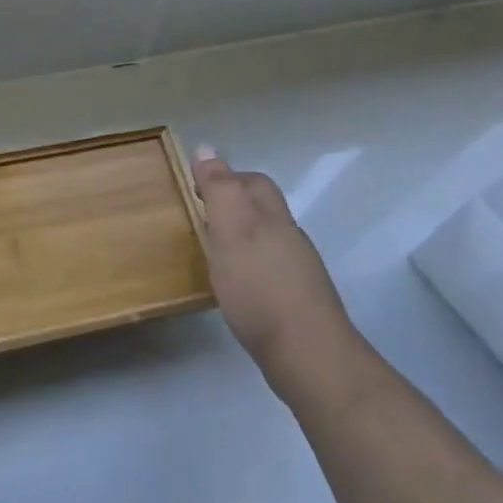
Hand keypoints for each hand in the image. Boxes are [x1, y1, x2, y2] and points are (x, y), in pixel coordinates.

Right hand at [192, 147, 358, 405]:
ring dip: (242, 236)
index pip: (253, 182)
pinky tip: (236, 285)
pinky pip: (270, 269)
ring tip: (213, 250)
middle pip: (265, 208)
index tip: (195, 187)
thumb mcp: (231, 232)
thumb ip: (220, 191)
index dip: (227, 177)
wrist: (307, 354)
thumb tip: (206, 148)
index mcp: (273, 218)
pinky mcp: (296, 301)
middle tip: (201, 215)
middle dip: (236, 204)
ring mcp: (297, 271)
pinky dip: (250, 266)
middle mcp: (289, 238)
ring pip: (268, 239)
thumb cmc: (260, 289)